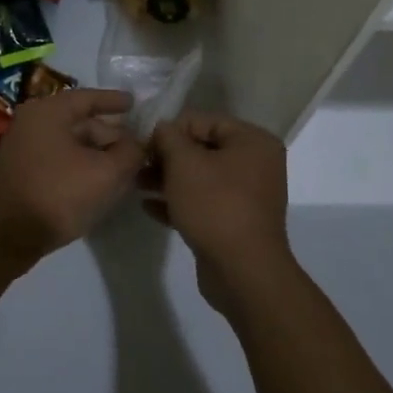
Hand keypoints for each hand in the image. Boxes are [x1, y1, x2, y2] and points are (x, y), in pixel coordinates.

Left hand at [0, 89, 144, 261]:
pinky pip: (59, 158)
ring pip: (70, 142)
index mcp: (48, 111)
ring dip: (97, 152)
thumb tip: (138, 143)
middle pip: (80, 121)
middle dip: (110, 134)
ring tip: (124, 167)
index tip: (135, 102)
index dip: (114, 100)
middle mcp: (32, 122)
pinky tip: (100, 181)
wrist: (9, 236)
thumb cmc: (58, 194)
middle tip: (137, 147)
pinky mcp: (22, 171)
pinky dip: (81, 164)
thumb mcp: (106, 173)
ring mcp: (23, 147)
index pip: (88, 97)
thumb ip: (130, 152)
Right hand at [143, 112, 290, 314]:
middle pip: (202, 149)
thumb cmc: (215, 205)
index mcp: (252, 141)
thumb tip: (162, 127)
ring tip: (136, 184)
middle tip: (137, 164)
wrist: (243, 271)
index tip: (144, 142)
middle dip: (167, 156)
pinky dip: (178, 201)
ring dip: (168, 179)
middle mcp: (256, 164)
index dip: (171, 128)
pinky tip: (147, 206)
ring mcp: (247, 195)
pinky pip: (203, 202)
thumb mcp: (184, 163)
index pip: (204, 120)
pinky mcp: (235, 222)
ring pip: (200, 177)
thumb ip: (168, 137)